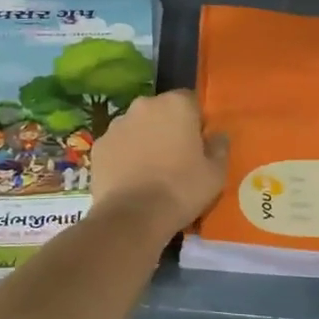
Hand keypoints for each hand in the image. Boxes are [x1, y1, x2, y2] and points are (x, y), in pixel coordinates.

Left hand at [91, 90, 228, 233]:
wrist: (132, 217)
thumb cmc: (181, 189)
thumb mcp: (216, 173)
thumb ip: (220, 147)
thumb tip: (218, 135)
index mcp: (176, 105)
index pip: (190, 101)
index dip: (196, 122)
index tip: (198, 144)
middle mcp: (144, 105)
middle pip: (161, 111)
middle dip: (168, 127)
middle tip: (175, 157)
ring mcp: (117, 124)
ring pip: (137, 126)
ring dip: (144, 139)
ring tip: (150, 170)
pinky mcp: (98, 146)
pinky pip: (118, 145)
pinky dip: (123, 155)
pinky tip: (130, 179)